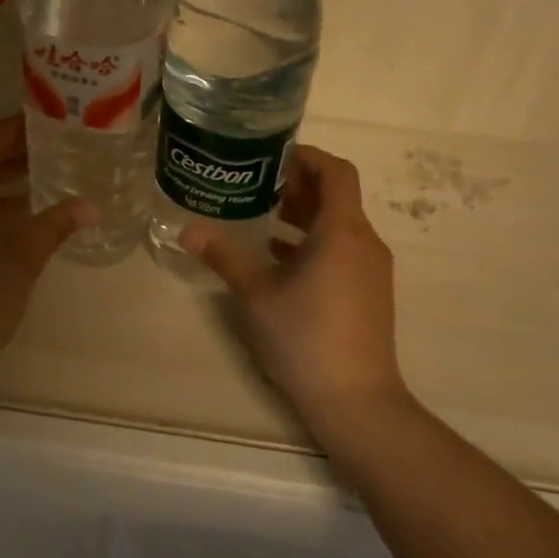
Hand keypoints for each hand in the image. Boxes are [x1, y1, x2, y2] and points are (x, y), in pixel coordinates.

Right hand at [182, 146, 406, 436]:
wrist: (356, 401)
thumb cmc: (305, 338)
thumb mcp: (257, 294)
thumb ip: (225, 256)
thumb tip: (188, 229)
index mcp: (342, 232)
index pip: (335, 172)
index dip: (305, 157)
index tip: (270, 157)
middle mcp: (364, 242)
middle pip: (335, 196)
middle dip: (296, 185)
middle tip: (252, 184)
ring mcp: (370, 270)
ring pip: (337, 225)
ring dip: (302, 216)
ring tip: (258, 216)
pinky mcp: (368, 292)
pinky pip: (341, 250)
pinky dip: (311, 243)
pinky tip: (277, 259)